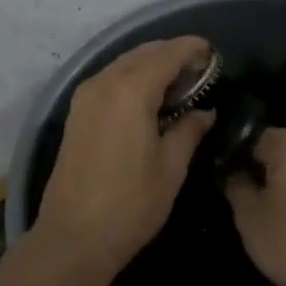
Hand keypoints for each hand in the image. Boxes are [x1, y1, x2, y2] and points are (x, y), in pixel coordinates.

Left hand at [31, 37, 215, 279]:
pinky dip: (133, 76)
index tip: (212, 51)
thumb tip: (205, 112)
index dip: (191, 48)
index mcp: (131, 90)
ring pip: (124, 63)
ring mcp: (86, 95)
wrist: (73, 237)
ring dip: (151, 63)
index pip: (167, 55)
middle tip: (200, 68)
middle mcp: (105, 82)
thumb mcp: (170, 168)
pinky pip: (110, 78)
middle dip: (171, 53)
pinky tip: (151, 96)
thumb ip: (189, 131)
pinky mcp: (77, 110)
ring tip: (179, 81)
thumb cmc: (129, 204)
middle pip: (143, 53)